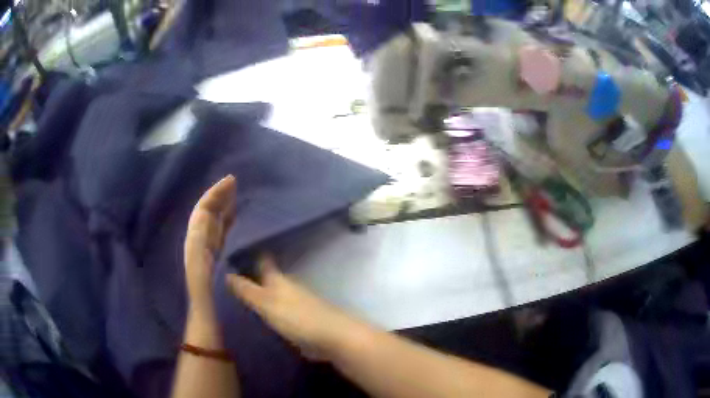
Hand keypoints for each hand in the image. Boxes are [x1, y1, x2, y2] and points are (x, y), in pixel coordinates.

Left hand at [185, 175, 236, 308]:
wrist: (207, 326)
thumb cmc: (205, 305)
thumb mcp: (199, 275)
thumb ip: (198, 245)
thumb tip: (205, 217)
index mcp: (195, 246)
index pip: (203, 213)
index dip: (214, 195)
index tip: (231, 182)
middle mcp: (199, 246)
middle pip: (207, 215)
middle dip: (219, 197)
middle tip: (235, 183)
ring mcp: (207, 254)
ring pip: (214, 225)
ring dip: (223, 208)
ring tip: (235, 196)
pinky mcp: (215, 263)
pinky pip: (220, 237)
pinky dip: (227, 225)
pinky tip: (234, 222)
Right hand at [227, 255, 358, 360]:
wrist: (331, 337)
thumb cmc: (296, 317)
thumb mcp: (266, 303)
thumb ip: (246, 290)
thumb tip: (227, 273)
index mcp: (278, 279)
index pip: (263, 261)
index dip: (251, 254)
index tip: (236, 250)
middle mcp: (288, 287)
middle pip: (268, 277)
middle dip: (253, 275)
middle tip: (232, 274)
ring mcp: (296, 304)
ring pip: (275, 294)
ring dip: (262, 293)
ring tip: (242, 294)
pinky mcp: (301, 320)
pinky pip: (281, 311)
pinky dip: (271, 310)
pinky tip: (261, 316)